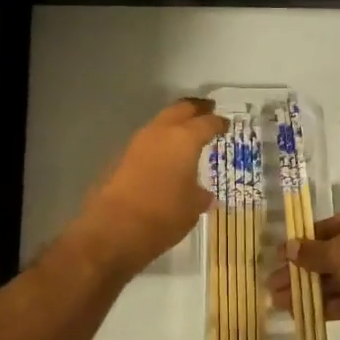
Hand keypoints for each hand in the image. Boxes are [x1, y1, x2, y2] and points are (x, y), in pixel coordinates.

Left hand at [72, 98, 228, 277]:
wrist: (113, 229)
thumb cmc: (163, 216)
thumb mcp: (192, 208)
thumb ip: (200, 195)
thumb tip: (203, 193)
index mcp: (184, 139)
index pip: (207, 123)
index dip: (218, 123)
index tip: (226, 124)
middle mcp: (160, 133)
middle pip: (180, 110)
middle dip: (195, 109)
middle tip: (207, 111)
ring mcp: (137, 143)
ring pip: (160, 123)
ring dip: (174, 124)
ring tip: (187, 134)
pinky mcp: (121, 157)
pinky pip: (147, 141)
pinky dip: (159, 142)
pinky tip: (165, 156)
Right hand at [270, 203, 339, 337]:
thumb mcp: (334, 250)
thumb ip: (310, 252)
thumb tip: (287, 248)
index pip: (327, 227)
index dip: (301, 242)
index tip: (279, 257)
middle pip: (330, 256)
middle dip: (301, 272)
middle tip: (272, 285)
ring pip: (337, 279)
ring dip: (309, 290)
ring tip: (279, 303)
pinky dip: (327, 305)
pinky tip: (302, 313)